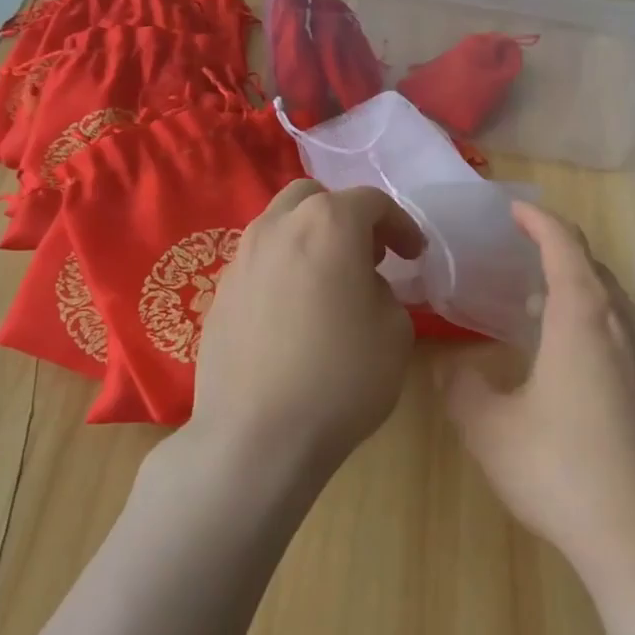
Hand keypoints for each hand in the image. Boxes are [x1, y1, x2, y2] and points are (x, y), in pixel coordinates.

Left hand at [190, 179, 425, 471]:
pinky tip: (297, 310)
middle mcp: (278, 228)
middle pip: (314, 198)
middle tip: (369, 256)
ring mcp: (241, 259)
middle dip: (347, 216)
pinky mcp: (220, 293)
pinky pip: (260, 261)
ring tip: (332, 281)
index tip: (414, 256)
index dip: (401, 225)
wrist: (256, 437)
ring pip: (280, 224)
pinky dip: (285, 267)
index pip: (371, 202)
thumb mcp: (395, 331)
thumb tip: (362, 287)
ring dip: (312, 238)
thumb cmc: (341, 378)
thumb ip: (384, 292)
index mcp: (328, 225)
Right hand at [444, 203, 634, 588]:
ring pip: (612, 300)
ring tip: (539, 303)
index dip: (538, 220)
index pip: (563, 244)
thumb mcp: (491, 430)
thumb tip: (454, 369)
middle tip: (520, 256)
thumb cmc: (563, 470)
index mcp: (583, 315)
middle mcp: (623, 323)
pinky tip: (572, 358)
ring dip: (577, 288)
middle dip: (557, 251)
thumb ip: (464, 390)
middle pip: (592, 267)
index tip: (514, 210)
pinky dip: (594, 321)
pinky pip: (624, 331)